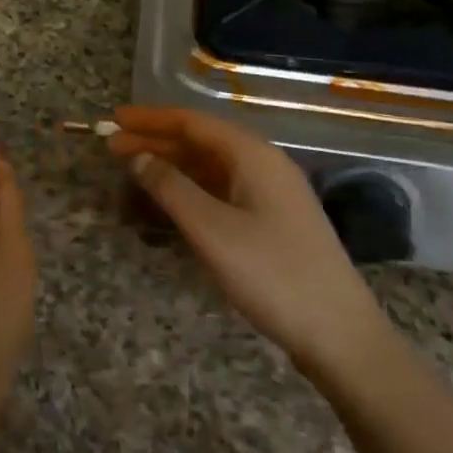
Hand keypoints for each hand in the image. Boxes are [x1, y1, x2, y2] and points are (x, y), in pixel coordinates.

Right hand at [109, 107, 388, 373]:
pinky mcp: (274, 220)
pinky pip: (224, 189)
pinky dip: (192, 188)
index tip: (113, 119)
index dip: (150, 119)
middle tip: (111, 147)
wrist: (340, 334)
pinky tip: (172, 200)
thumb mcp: (212, 231)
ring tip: (133, 170)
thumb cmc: (272, 274)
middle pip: (201, 141)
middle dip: (156, 141)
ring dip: (172, 165)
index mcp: (253, 155)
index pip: (192, 122)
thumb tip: (138, 157)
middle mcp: (264, 164)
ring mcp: (272, 193)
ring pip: (212, 166)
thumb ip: (171, 188)